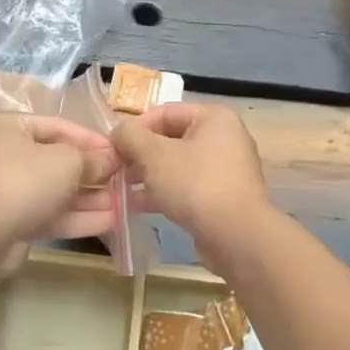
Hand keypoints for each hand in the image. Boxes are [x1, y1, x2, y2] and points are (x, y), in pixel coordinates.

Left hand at [0, 114, 122, 259]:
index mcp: (9, 127)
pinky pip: (50, 214)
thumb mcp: (68, 161)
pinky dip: (78, 217)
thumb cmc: (26, 179)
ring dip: (90, 197)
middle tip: (123, 179)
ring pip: (56, 191)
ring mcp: (8, 191)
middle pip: (57, 160)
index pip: (58, 126)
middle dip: (93, 173)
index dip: (91, 139)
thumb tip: (111, 159)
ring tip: (124, 203)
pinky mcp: (13, 222)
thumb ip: (93, 159)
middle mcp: (5, 155)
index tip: (119, 151)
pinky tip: (111, 222)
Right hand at [110, 103, 274, 268]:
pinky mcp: (222, 197)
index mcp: (214, 118)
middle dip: (140, 154)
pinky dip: (164, 192)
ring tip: (120, 187)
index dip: (135, 127)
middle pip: (171, 138)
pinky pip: (187, 187)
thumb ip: (131, 136)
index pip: (164, 112)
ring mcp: (225, 169)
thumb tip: (118, 132)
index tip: (112, 146)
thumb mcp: (154, 154)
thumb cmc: (195, 184)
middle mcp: (224, 138)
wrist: (237, 237)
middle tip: (114, 169)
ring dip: (148, 174)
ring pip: (177, 165)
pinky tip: (137, 205)